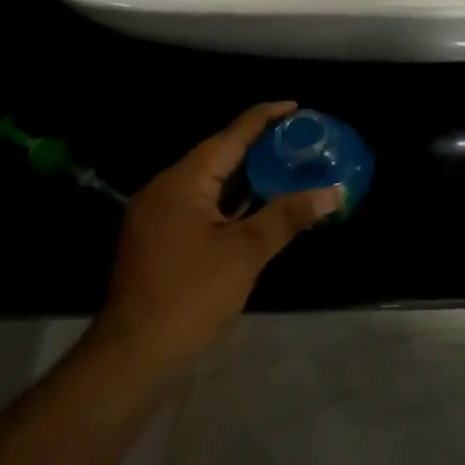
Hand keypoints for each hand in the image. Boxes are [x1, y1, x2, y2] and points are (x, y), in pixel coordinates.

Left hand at [91, 103, 341, 368]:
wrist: (131, 359)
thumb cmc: (189, 296)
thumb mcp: (245, 253)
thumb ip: (288, 216)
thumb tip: (333, 192)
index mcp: (183, 181)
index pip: (230, 136)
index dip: (264, 118)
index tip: (295, 106)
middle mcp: (165, 189)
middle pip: (217, 153)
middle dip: (257, 145)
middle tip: (297, 139)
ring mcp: (157, 216)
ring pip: (208, 181)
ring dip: (244, 174)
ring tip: (284, 165)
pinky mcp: (157, 239)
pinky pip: (199, 203)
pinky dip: (228, 199)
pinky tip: (254, 205)